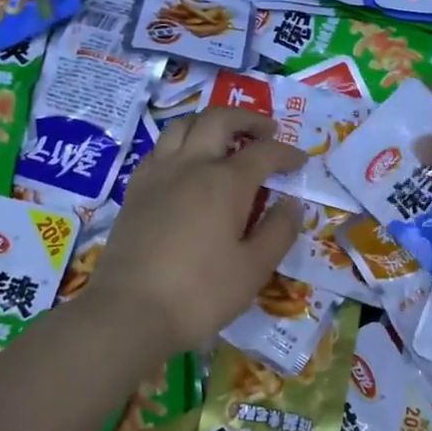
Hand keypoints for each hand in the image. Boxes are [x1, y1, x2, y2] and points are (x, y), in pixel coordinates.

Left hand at [83, 107, 305, 354]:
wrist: (130, 311)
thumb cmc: (201, 293)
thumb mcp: (254, 269)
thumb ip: (278, 232)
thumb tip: (292, 204)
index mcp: (226, 182)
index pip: (264, 152)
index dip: (286, 153)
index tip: (301, 161)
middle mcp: (191, 166)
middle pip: (219, 120)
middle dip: (247, 119)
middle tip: (266, 130)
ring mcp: (158, 175)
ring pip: (183, 126)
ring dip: (209, 123)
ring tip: (225, 138)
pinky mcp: (135, 190)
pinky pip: (159, 149)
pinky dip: (180, 144)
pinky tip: (186, 164)